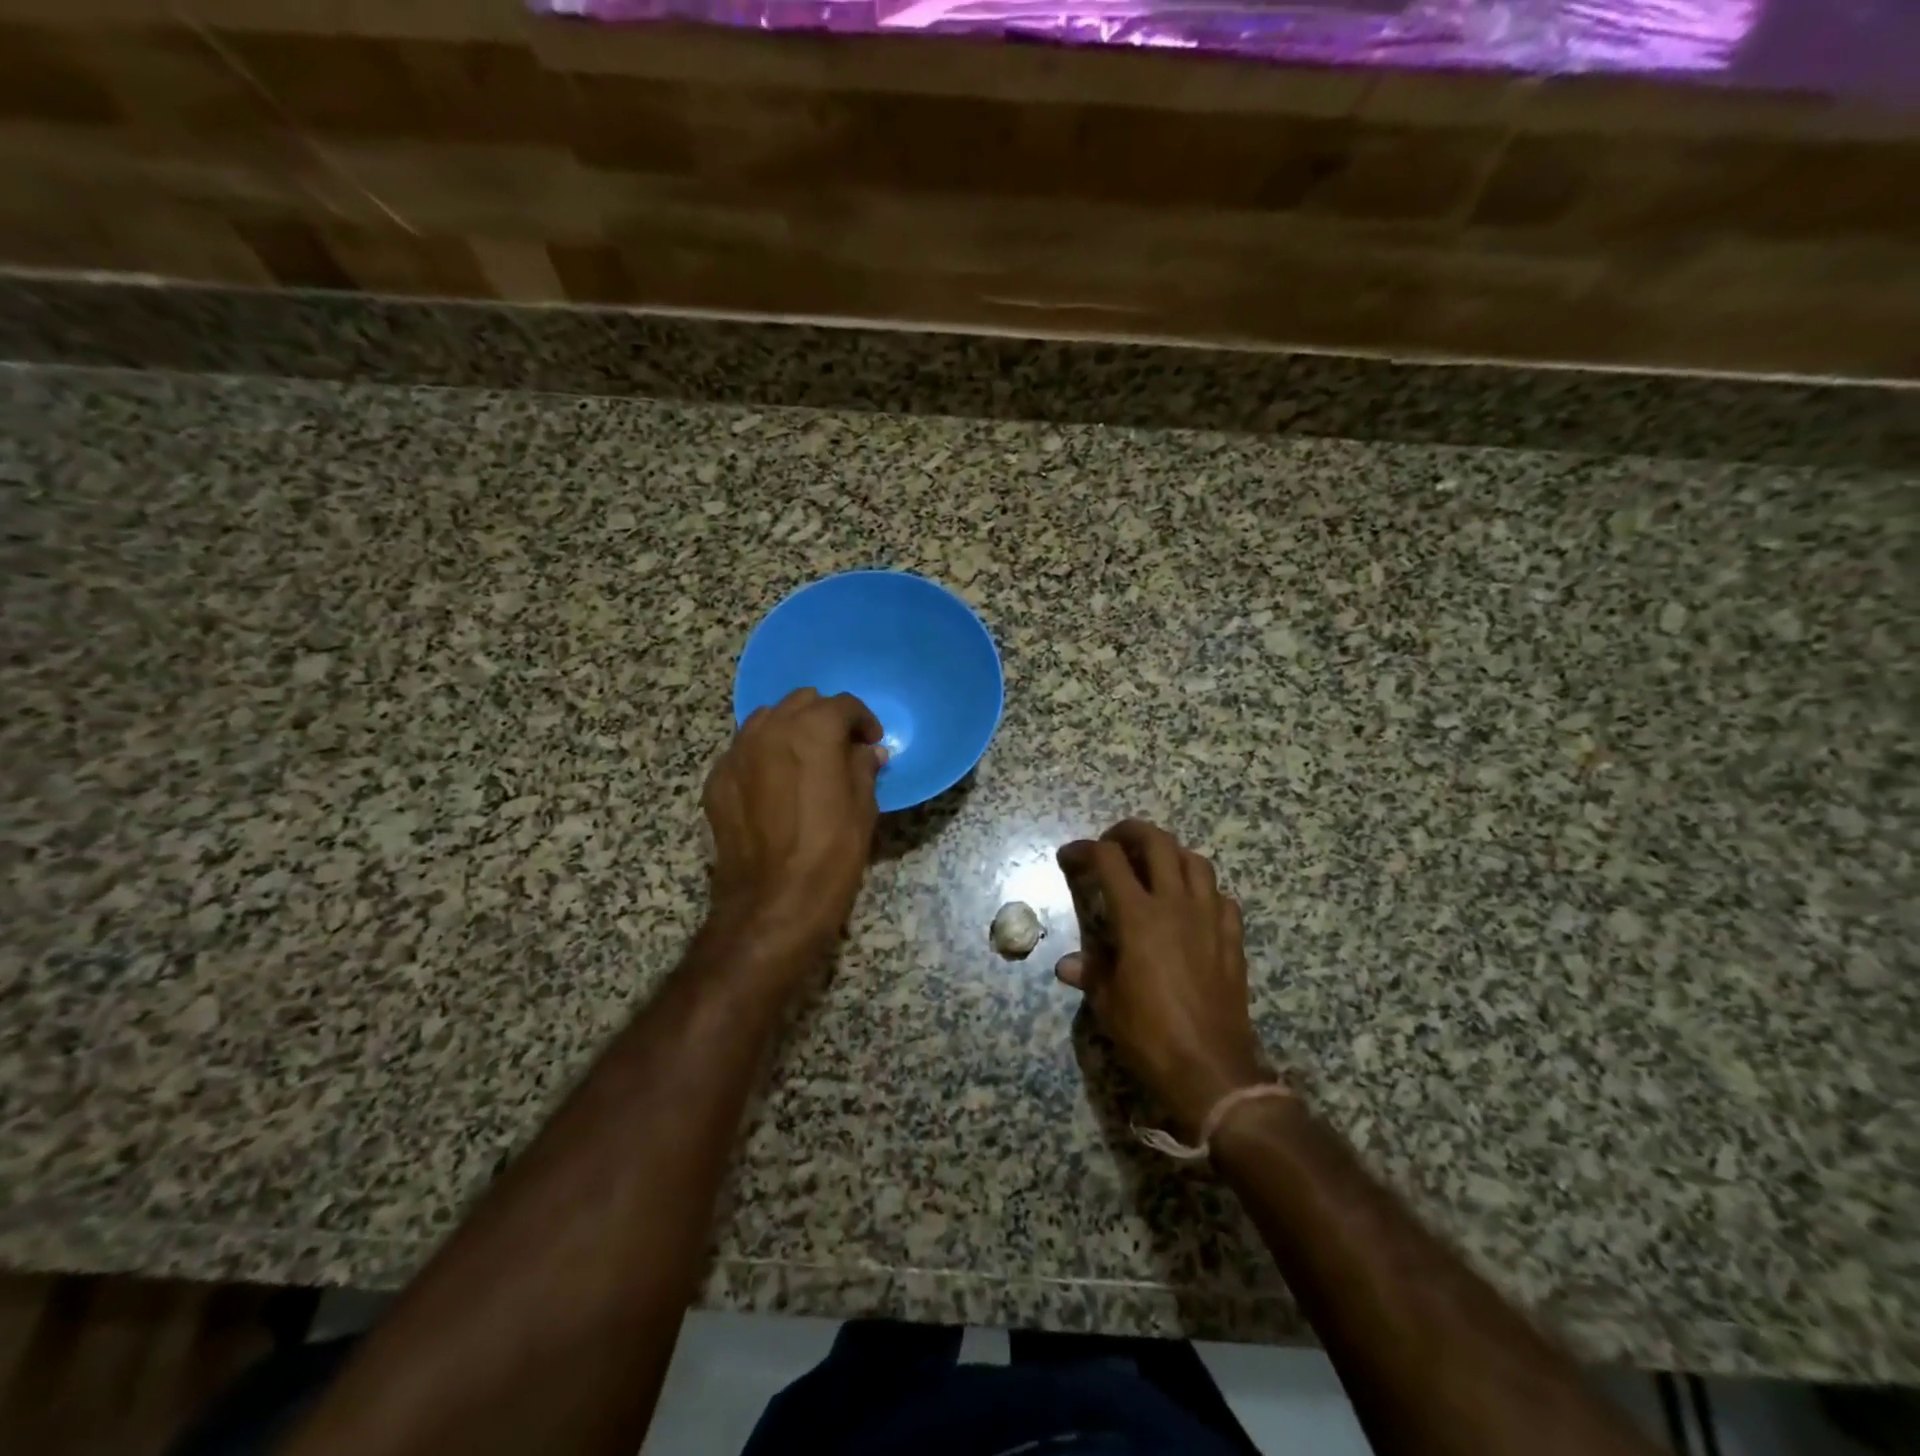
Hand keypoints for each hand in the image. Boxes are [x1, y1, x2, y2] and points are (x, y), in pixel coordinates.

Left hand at [702, 688, 885, 957]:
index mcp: (812, 731)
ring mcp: (737, 753)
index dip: (863, 720)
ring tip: (804, 761)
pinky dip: (763, 755)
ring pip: (766, 720)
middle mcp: (770, 730)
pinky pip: (744, 751)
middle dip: (824, 718)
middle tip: (840, 748)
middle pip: (801, 702)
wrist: (773, 902)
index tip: (871, 742)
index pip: (842, 705)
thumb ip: (863, 768)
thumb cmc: (831, 854)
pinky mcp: (717, 780)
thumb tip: (867, 752)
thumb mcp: (863, 809)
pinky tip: (775, 785)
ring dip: (790, 730)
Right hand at [1056, 820, 1269, 1134]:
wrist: (1211, 1070)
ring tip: (1153, 867)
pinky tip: (1190, 906)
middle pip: (1157, 842)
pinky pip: (1220, 896)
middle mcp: (1176, 905)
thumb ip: (1090, 971)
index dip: (1084, 850)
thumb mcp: (1108, 1002)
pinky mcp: (1232, 938)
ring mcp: (1210, 918)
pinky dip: (1202, 890)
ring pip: (1195, 861)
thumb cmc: (1150, 1035)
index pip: (1108, 860)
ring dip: (1170, 854)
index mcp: (1139, 917)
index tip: (1069, 857)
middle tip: (1112, 844)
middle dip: (1129, 833)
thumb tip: (1068, 965)